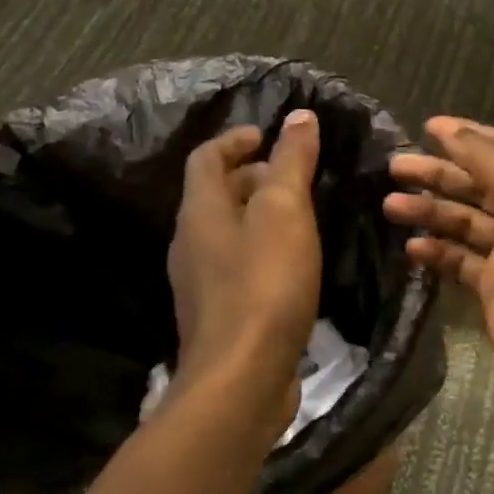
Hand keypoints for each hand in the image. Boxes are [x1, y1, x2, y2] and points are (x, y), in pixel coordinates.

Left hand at [167, 112, 322, 436]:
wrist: (242, 378)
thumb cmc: (264, 285)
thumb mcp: (285, 213)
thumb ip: (291, 163)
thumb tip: (298, 116)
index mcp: (200, 212)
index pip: (206, 158)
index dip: (235, 140)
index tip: (268, 136)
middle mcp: (191, 243)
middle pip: (215, 195)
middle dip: (252, 177)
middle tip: (295, 176)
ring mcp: (201, 284)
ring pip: (228, 233)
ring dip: (259, 216)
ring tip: (301, 217)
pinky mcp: (220, 315)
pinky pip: (238, 266)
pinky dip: (262, 251)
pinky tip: (293, 265)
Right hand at [385, 117, 493, 418]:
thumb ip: (484, 158)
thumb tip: (447, 128)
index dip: (467, 136)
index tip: (425, 127)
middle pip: (479, 184)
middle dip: (438, 174)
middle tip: (394, 167)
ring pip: (465, 222)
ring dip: (431, 212)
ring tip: (390, 205)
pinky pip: (460, 261)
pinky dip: (437, 253)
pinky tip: (412, 249)